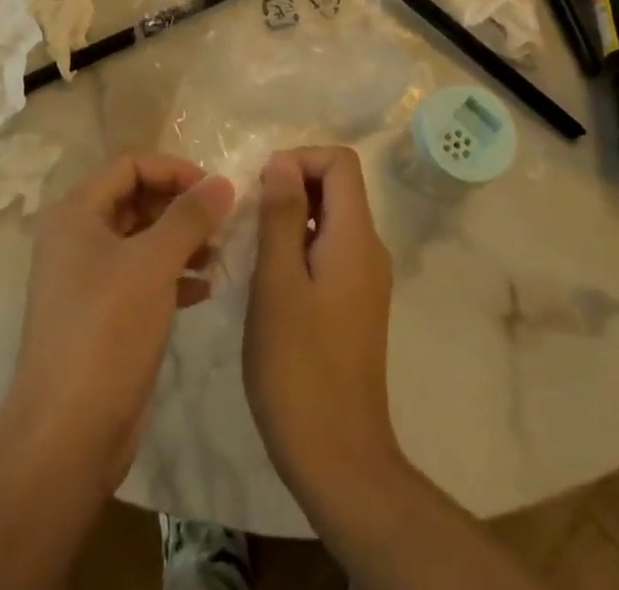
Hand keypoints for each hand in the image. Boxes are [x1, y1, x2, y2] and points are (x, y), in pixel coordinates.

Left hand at [0, 154, 234, 487]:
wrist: (67, 436)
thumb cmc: (106, 333)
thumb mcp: (153, 265)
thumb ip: (189, 217)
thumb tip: (222, 181)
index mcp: (76, 213)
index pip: (131, 165)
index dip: (174, 170)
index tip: (215, 189)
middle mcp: (78, 237)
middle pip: (137, 199)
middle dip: (181, 207)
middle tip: (223, 222)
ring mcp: (88, 278)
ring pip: (143, 239)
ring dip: (182, 241)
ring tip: (219, 255)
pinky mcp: (103, 314)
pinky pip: (143, 276)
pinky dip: (174, 275)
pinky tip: (205, 289)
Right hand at [244, 146, 399, 500]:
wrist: (339, 459)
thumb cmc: (299, 365)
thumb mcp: (277, 280)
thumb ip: (281, 214)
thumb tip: (283, 160)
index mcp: (356, 237)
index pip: (341, 162)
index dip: (300, 159)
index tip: (262, 186)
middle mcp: (369, 250)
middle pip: (338, 187)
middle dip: (292, 186)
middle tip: (249, 217)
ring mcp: (365, 280)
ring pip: (331, 220)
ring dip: (292, 218)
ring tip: (252, 247)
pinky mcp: (356, 305)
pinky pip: (330, 251)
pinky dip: (300, 247)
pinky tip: (269, 280)